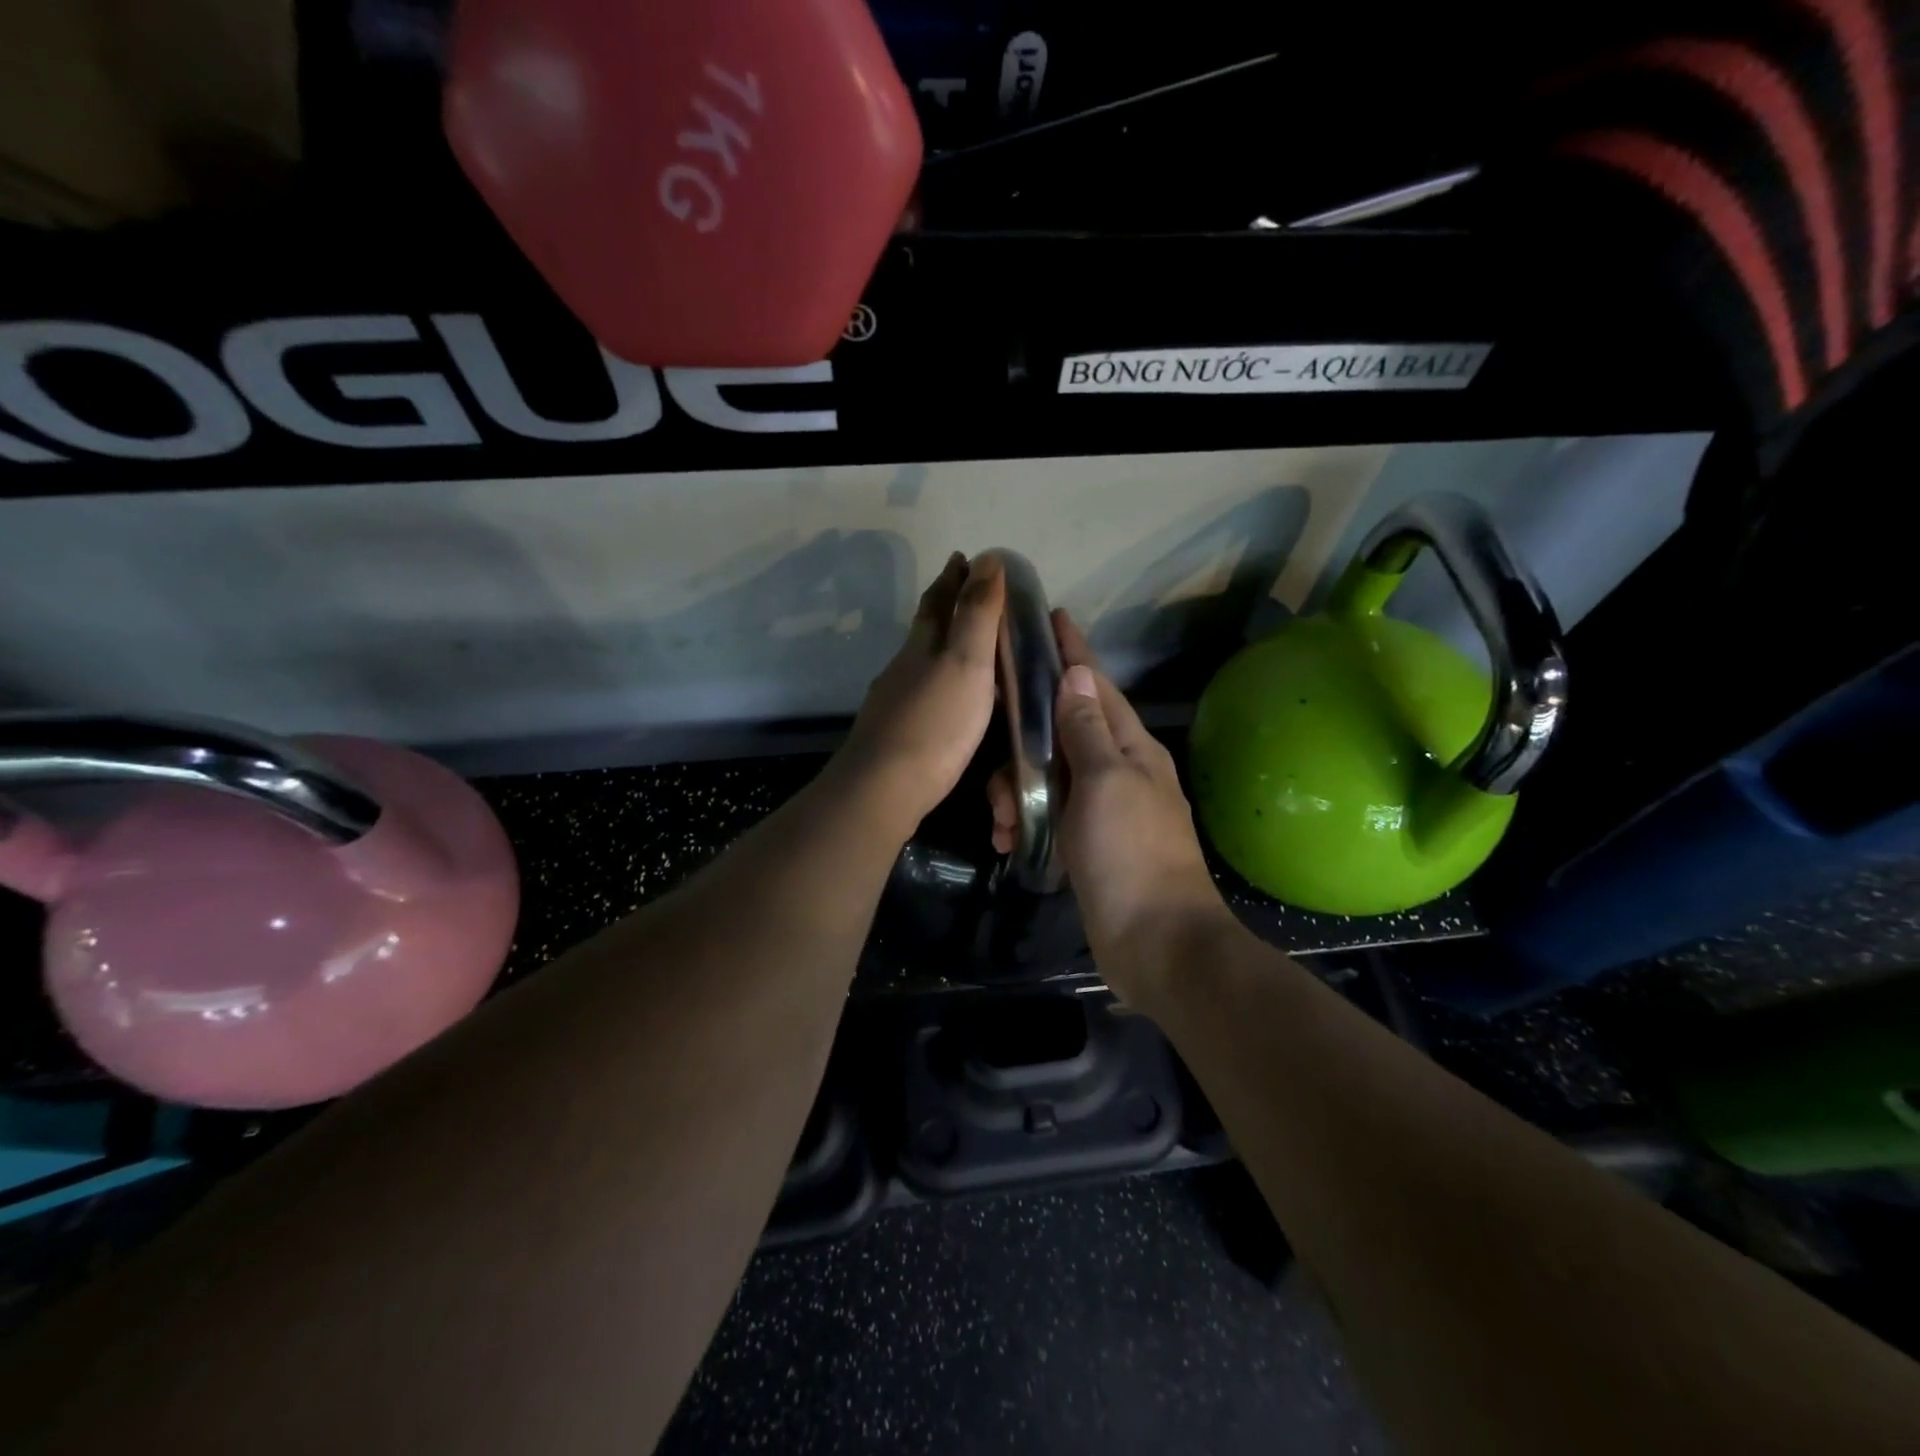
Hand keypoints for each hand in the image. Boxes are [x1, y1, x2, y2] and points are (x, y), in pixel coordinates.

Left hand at [836, 552, 1005, 839]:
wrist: (884, 788)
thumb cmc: (935, 723)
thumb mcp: (966, 661)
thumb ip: (976, 613)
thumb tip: (985, 558)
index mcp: (922, 646)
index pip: (938, 601)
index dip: (953, 578)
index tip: (964, 557)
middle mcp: (903, 667)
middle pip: (925, 628)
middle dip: (945, 606)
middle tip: (967, 592)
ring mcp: (895, 702)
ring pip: (920, 662)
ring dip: (941, 647)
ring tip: (966, 646)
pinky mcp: (895, 734)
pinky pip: (922, 694)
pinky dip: (938, 684)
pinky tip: (946, 700)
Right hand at [991, 613, 1233, 998]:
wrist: (1156, 943)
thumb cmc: (1132, 855)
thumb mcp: (1106, 783)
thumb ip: (1088, 729)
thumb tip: (1076, 674)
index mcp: (1132, 748)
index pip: (1096, 685)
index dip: (1073, 651)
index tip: (1052, 616)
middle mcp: (1118, 769)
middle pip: (1062, 730)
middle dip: (1024, 743)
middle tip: (999, 768)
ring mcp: (1102, 807)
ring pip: (1047, 774)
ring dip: (1018, 790)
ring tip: (1005, 820)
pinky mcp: (1086, 841)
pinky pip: (1046, 813)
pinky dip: (1026, 820)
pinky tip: (1010, 839)